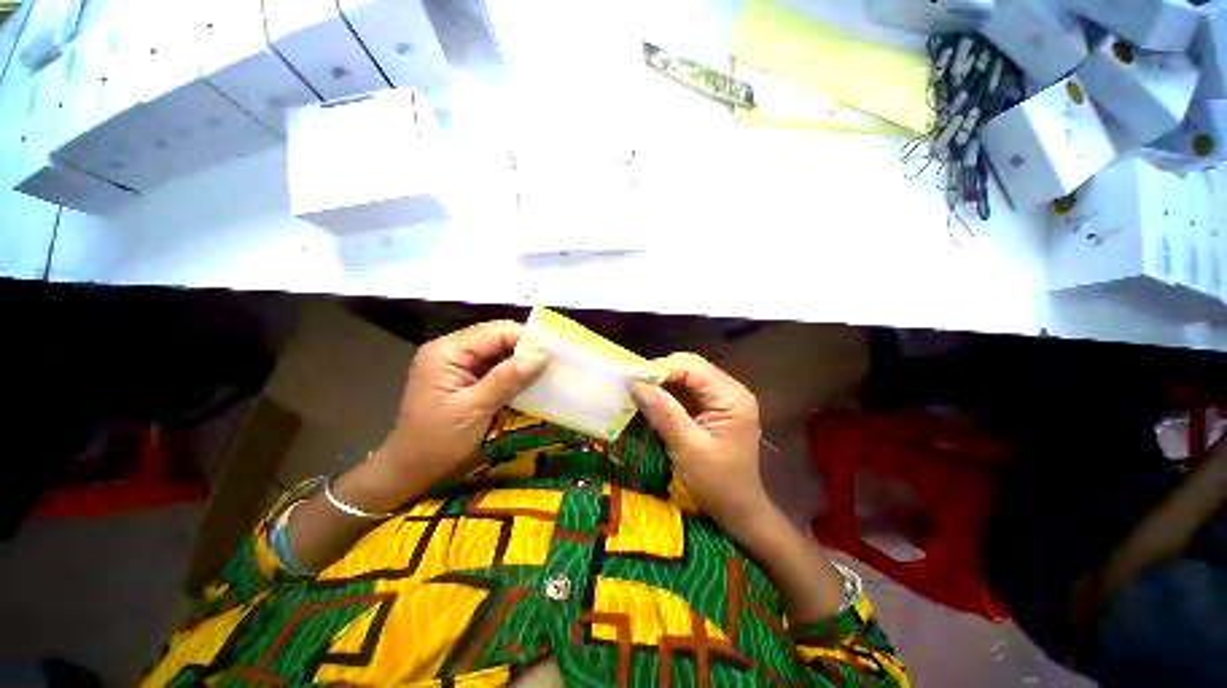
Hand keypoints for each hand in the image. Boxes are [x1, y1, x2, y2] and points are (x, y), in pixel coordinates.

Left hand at [350, 320, 548, 510]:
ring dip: (521, 360)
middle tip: (554, 362)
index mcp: (446, 352)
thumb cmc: (437, 441)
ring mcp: (457, 363)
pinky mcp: (465, 376)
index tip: (554, 352)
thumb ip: (507, 379)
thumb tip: (542, 356)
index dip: (525, 338)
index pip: (494, 332)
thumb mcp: (474, 409)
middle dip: (525, 348)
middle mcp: (451, 350)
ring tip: (547, 369)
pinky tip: (530, 380)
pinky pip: (495, 365)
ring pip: (499, 351)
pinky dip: (513, 372)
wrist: (411, 470)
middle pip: (497, 338)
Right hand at [630, 353, 771, 535]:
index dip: (660, 369)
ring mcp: (723, 398)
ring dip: (661, 383)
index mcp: (732, 397)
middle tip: (632, 386)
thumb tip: (635, 383)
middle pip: (690, 367)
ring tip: (637, 392)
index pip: (692, 367)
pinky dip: (667, 394)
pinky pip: (687, 391)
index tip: (631, 380)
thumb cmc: (718, 484)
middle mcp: (730, 390)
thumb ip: (663, 411)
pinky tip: (651, 402)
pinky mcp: (714, 408)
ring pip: (686, 377)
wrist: (740, 511)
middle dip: (659, 374)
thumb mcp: (687, 447)